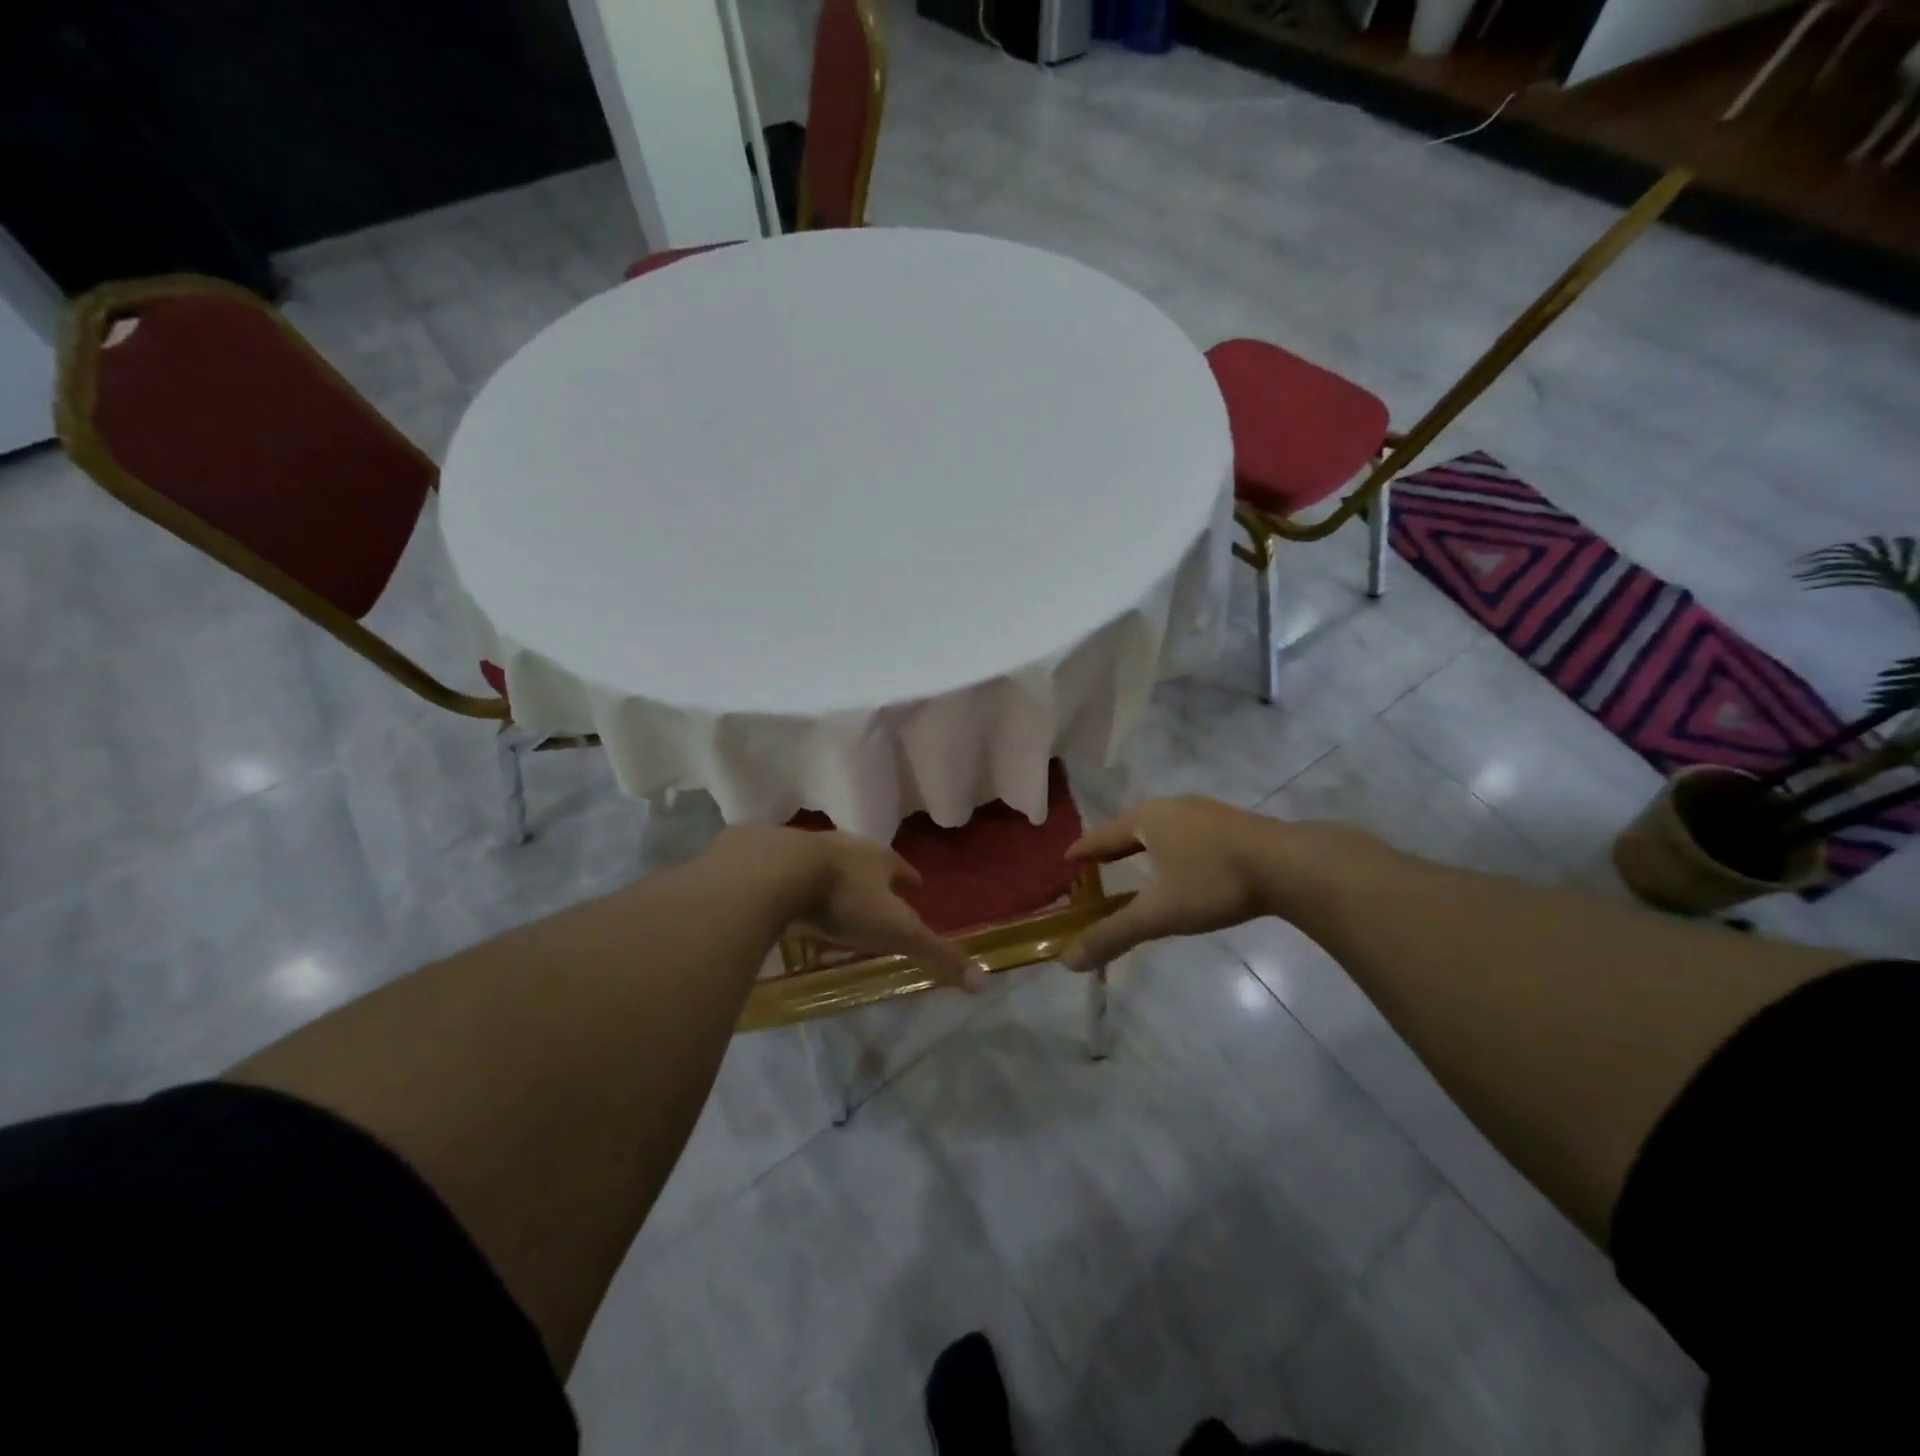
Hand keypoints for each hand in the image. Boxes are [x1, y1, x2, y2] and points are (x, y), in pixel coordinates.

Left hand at [713, 826, 973, 986]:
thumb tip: (983, 980)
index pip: (903, 868)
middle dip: (872, 874)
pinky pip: (787, 866)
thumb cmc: (844, 901)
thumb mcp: (896, 931)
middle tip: (875, 891)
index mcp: (879, 859)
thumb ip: (936, 954)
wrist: (777, 871)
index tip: (916, 886)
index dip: (910, 879)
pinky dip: (793, 878)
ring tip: (833, 892)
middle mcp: (847, 845)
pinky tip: (787, 892)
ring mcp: (807, 845)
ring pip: (827, 859)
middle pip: (866, 859)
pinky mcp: (770, 853)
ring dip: (834, 874)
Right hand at [1061, 797, 1382, 969]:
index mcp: (1146, 820)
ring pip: (1162, 825)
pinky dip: (1172, 844)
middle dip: (1112, 844)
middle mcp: (1170, 807)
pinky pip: (1186, 830)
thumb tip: (1067, 961)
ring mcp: (1204, 810)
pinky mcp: (1231, 821)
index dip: (1083, 850)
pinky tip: (1184, 860)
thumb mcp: (1160, 914)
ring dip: (1144, 842)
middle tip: (1098, 863)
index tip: (1067, 859)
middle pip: (1130, 825)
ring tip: (1137, 860)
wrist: (1289, 865)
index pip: (1102, 835)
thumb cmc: (1214, 882)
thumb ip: (1114, 935)